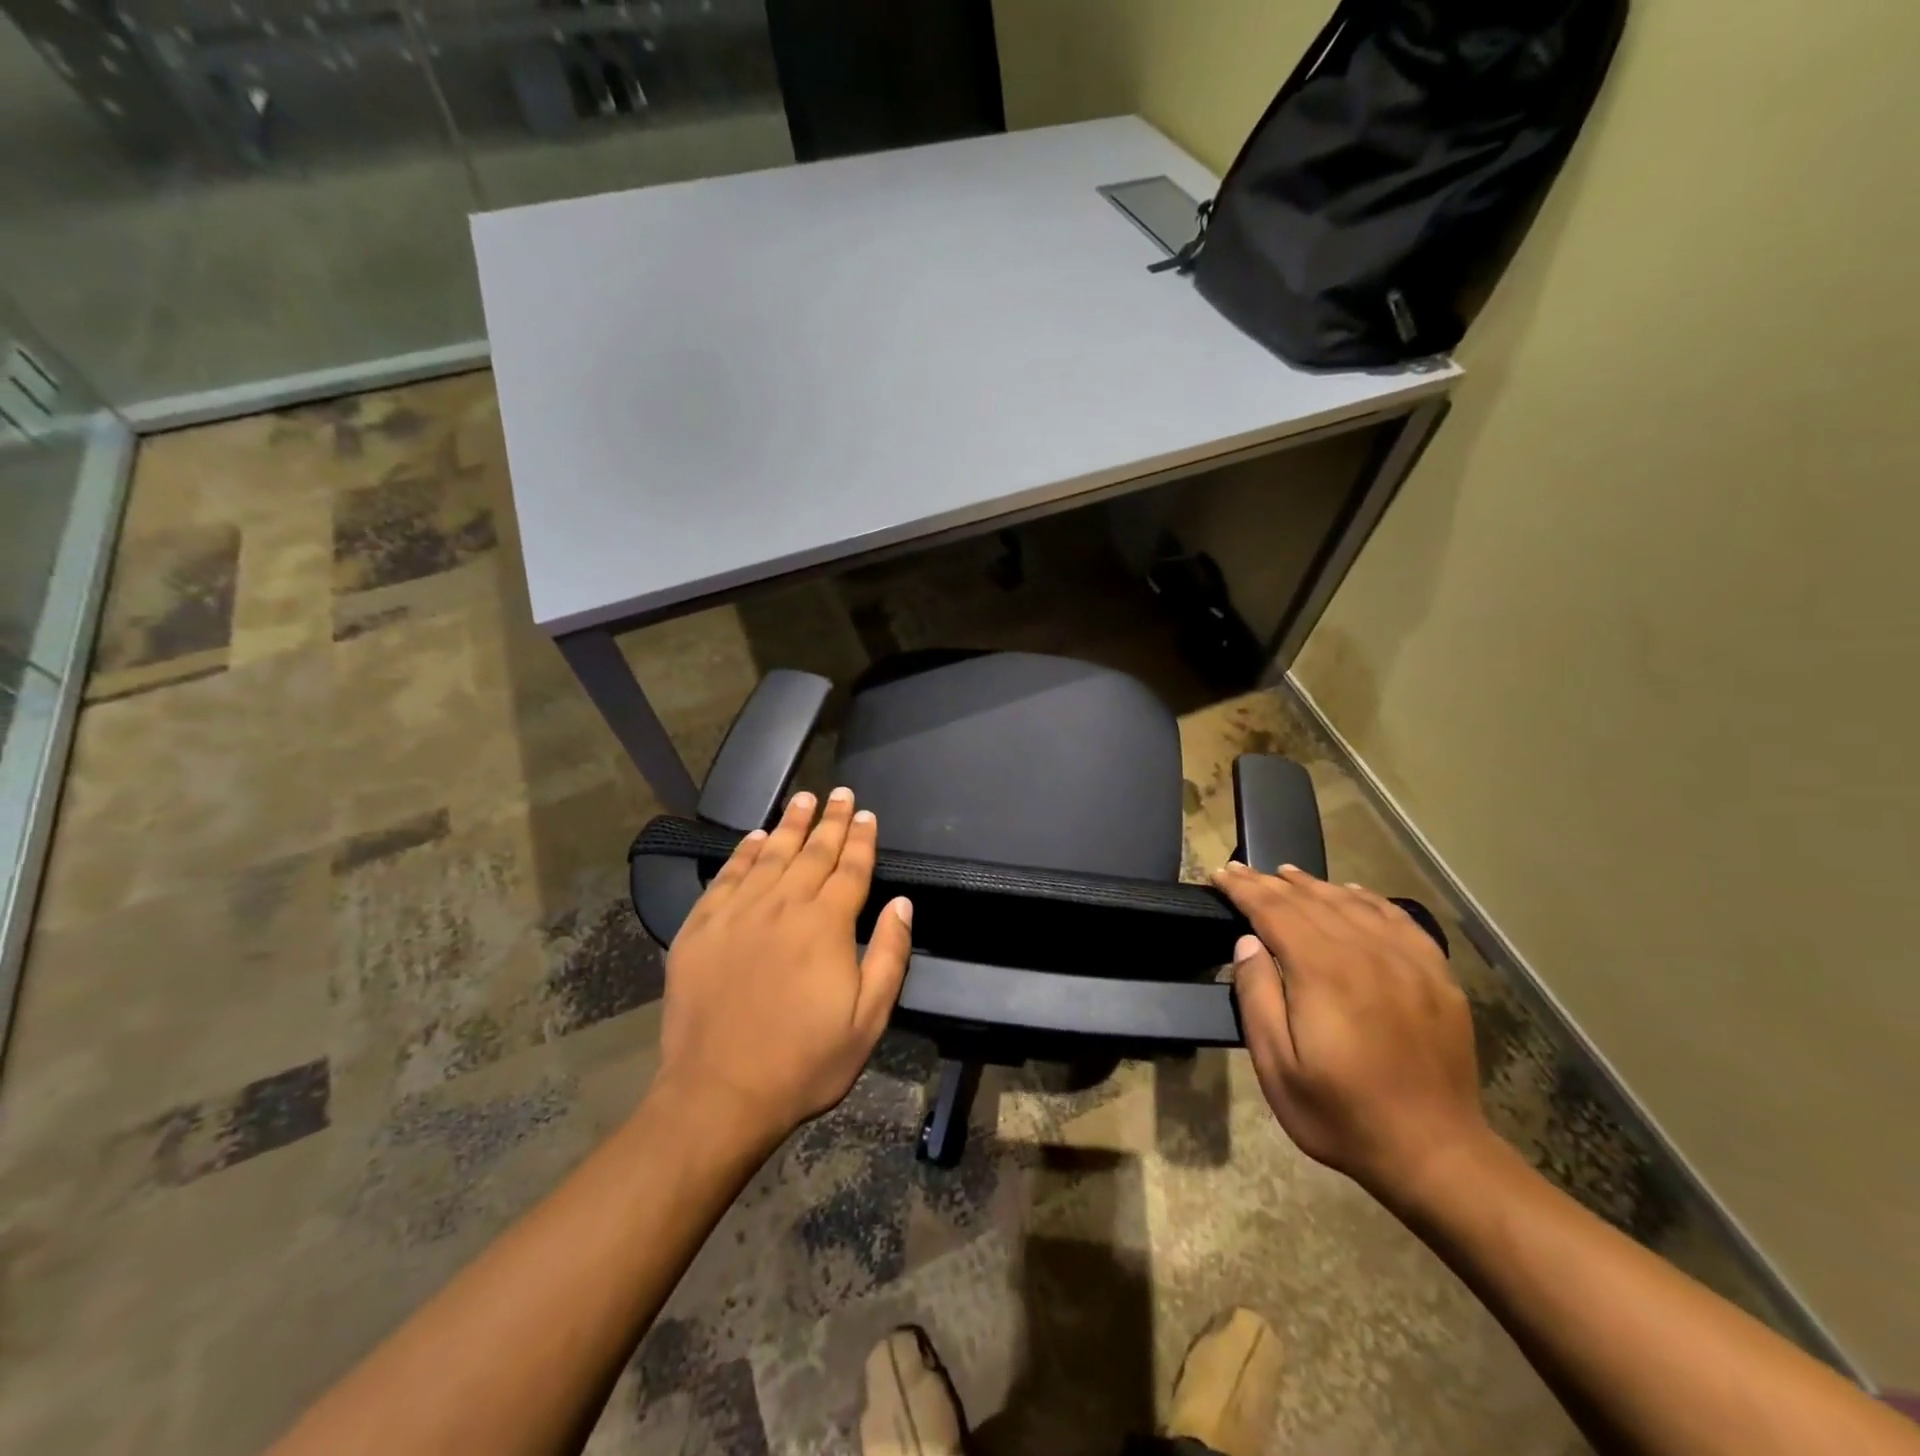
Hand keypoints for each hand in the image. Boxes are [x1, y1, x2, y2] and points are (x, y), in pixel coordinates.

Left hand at [657, 788, 912, 1144]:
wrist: (719, 1094)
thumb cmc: (804, 1062)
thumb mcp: (867, 1021)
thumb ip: (889, 956)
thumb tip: (901, 903)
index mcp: (826, 926)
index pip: (850, 869)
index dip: (861, 839)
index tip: (866, 815)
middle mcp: (782, 906)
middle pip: (812, 853)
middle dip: (830, 821)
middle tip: (840, 793)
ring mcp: (737, 914)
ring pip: (770, 855)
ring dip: (790, 825)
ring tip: (803, 799)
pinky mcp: (701, 928)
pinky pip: (726, 877)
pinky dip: (743, 853)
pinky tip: (755, 837)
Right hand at [1212, 862, 1486, 1203]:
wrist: (1435, 1154)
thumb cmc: (1341, 1114)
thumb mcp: (1277, 1067)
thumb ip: (1257, 997)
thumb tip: (1248, 942)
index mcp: (1323, 971)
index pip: (1274, 911)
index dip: (1243, 889)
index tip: (1220, 874)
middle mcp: (1366, 952)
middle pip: (1310, 901)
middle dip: (1270, 882)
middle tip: (1241, 870)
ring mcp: (1407, 962)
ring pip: (1352, 903)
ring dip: (1314, 885)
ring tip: (1286, 874)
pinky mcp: (1436, 976)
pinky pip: (1398, 920)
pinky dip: (1368, 899)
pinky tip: (1353, 893)